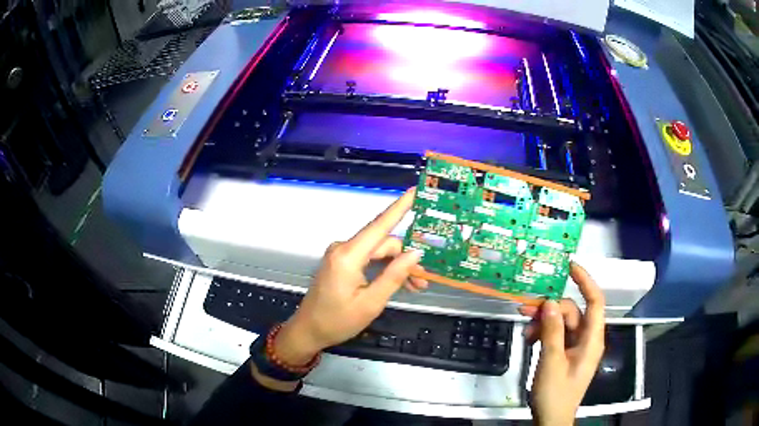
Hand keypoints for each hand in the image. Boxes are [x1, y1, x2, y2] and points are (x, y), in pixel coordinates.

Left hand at [273, 188, 426, 366]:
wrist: (309, 330)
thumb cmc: (338, 321)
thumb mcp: (371, 303)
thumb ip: (394, 276)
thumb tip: (416, 254)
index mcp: (349, 255)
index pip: (380, 225)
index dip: (400, 207)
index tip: (416, 190)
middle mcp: (344, 248)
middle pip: (383, 244)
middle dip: (406, 258)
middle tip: (424, 279)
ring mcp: (342, 254)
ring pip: (378, 252)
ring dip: (397, 266)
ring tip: (415, 285)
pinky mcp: (342, 262)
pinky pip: (369, 259)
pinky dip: (384, 269)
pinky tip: (399, 282)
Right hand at [518, 262, 605, 425]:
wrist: (551, 419)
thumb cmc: (556, 394)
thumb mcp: (551, 363)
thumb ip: (552, 332)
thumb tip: (551, 303)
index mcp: (592, 340)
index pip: (595, 301)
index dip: (585, 280)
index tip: (568, 266)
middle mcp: (586, 339)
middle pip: (573, 312)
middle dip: (551, 308)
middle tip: (526, 307)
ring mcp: (575, 347)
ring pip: (562, 323)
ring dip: (543, 322)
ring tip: (525, 329)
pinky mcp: (565, 353)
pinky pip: (556, 335)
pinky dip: (543, 333)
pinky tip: (529, 339)